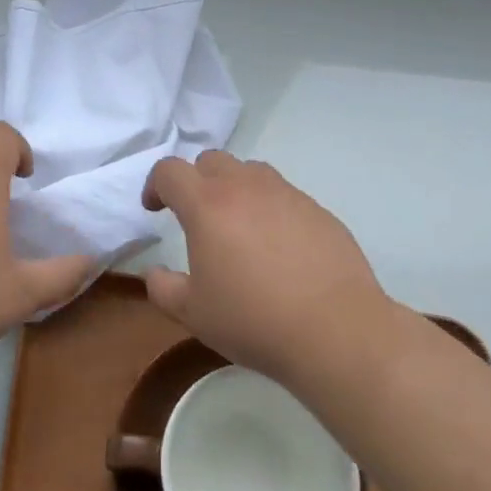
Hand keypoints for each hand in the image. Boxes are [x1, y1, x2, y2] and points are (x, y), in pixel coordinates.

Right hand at [142, 151, 391, 384]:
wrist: (336, 331)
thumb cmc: (254, 320)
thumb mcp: (194, 313)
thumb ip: (164, 288)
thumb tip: (154, 273)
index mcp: (207, 205)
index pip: (170, 171)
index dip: (155, 185)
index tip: (155, 210)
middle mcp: (246, 187)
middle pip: (211, 160)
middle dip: (195, 180)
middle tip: (196, 216)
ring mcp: (287, 194)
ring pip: (250, 171)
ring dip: (234, 188)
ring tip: (238, 227)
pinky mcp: (318, 210)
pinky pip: (284, 195)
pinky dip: (270, 208)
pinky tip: (278, 248)